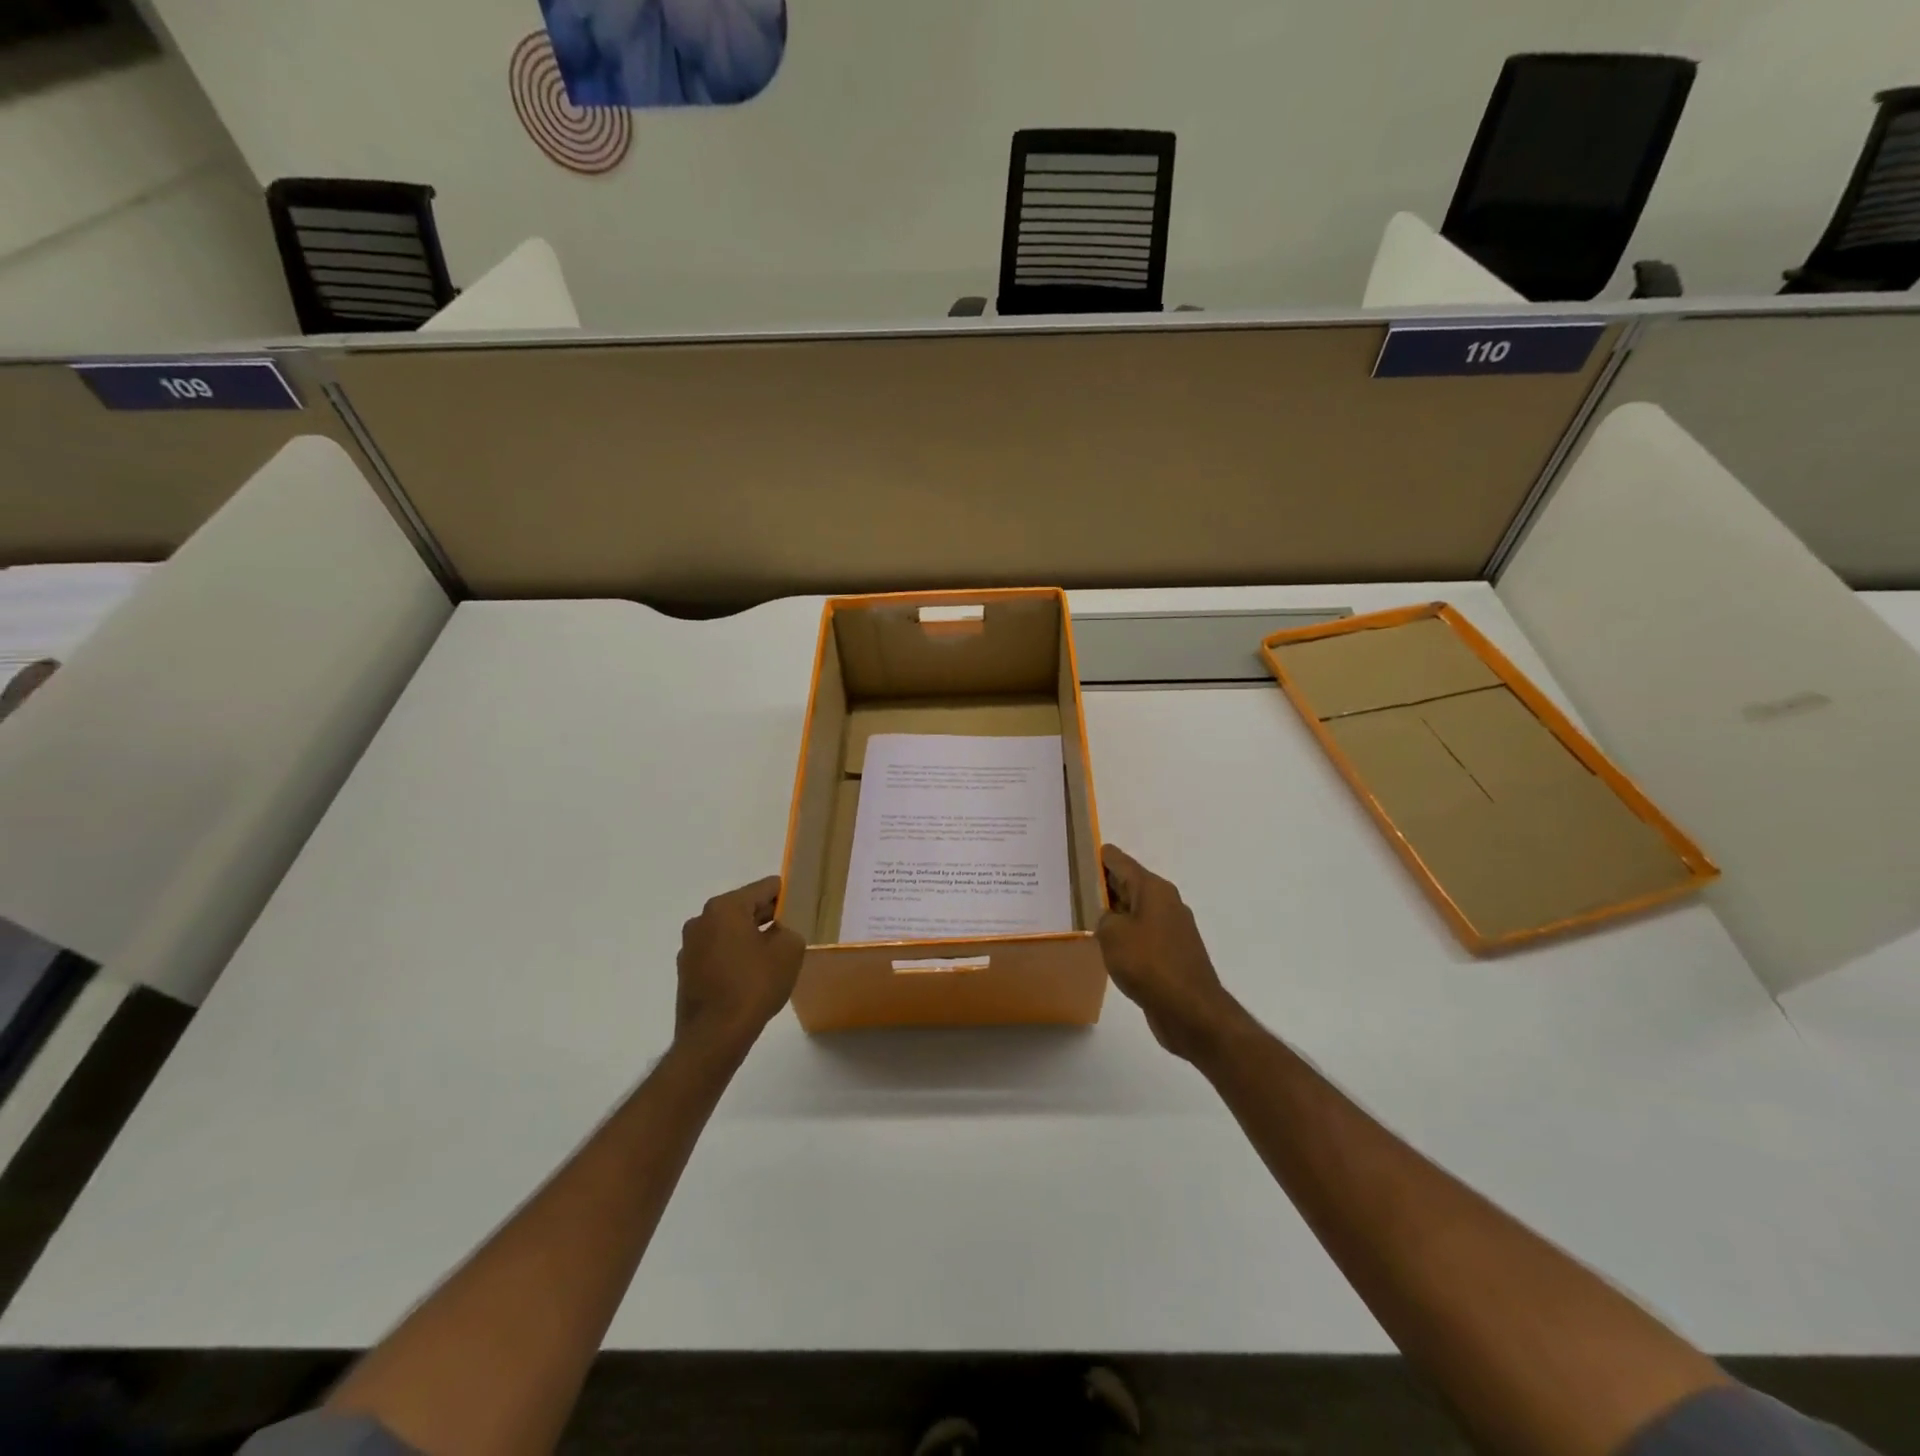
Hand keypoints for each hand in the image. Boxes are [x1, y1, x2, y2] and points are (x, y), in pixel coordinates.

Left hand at [675, 876, 803, 1057]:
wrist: (714, 1036)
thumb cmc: (754, 985)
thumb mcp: (789, 951)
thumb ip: (789, 930)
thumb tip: (778, 933)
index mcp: (725, 907)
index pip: (765, 888)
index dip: (786, 896)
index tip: (800, 910)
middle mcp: (701, 920)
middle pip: (744, 908)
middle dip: (767, 918)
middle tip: (790, 934)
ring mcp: (690, 947)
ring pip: (729, 932)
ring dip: (749, 939)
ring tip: (771, 960)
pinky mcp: (686, 972)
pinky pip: (717, 954)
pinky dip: (734, 958)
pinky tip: (749, 979)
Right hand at [1097, 845, 1248, 1062]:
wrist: (1190, 1010)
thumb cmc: (1149, 963)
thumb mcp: (1112, 934)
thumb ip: (1103, 918)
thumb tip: (1110, 919)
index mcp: (1153, 889)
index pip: (1120, 861)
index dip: (1098, 856)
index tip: (1077, 853)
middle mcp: (1165, 902)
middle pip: (1129, 884)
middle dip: (1103, 884)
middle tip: (1072, 885)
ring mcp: (1171, 929)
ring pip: (1135, 911)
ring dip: (1114, 913)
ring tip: (1084, 916)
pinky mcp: (1172, 953)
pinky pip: (1142, 934)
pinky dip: (1125, 935)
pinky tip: (1108, 947)